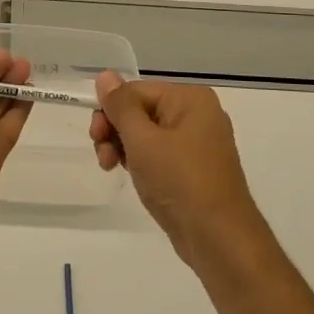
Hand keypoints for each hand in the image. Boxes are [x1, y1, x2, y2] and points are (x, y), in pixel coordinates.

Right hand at [90, 72, 266, 269]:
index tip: (95, 137)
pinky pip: (158, 153)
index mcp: (190, 99)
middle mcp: (196, 114)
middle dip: (115, 130)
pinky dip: (140, 161)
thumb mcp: (142, 140)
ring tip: (111, 168)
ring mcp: (196, 142)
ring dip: (123, 147)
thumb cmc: (179, 181)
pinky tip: (131, 175)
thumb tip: (105, 75)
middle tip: (104, 156)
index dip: (111, 111)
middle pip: (140, 110)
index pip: (135, 91)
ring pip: (145, 133)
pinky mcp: (192, 168)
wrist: (218, 238)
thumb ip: (120, 106)